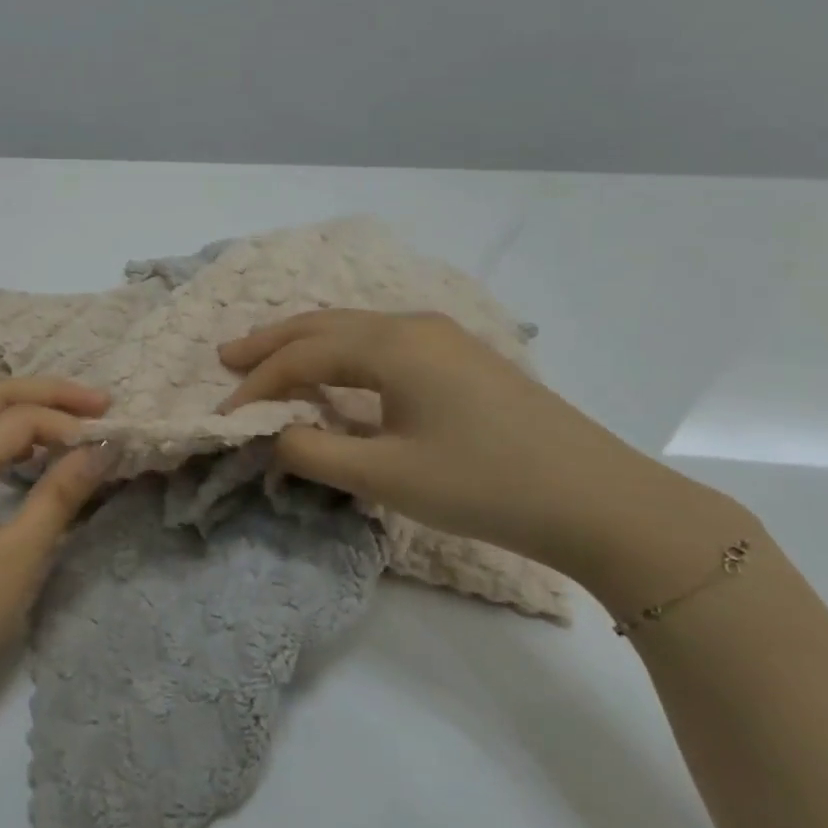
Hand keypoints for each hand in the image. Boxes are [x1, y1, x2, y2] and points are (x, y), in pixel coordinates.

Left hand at [0, 378, 109, 731]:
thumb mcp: (19, 558)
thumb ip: (60, 494)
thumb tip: (100, 447)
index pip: (16, 419)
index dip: (66, 421)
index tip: (109, 439)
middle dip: (45, 394)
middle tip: (98, 404)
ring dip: (24, 413)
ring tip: (72, 424)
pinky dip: (4, 440)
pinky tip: (32, 458)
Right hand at [219, 311, 744, 597]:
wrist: (602, 502)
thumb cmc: (485, 485)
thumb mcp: (387, 477)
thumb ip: (314, 453)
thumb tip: (271, 436)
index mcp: (393, 346)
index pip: (302, 356)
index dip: (257, 385)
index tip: (224, 414)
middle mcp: (413, 327)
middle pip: (323, 325)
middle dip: (271, 342)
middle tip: (227, 357)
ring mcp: (443, 339)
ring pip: (354, 329)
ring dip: (305, 344)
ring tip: (268, 360)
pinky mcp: (462, 359)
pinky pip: (380, 342)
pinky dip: (341, 353)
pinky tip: (335, 372)